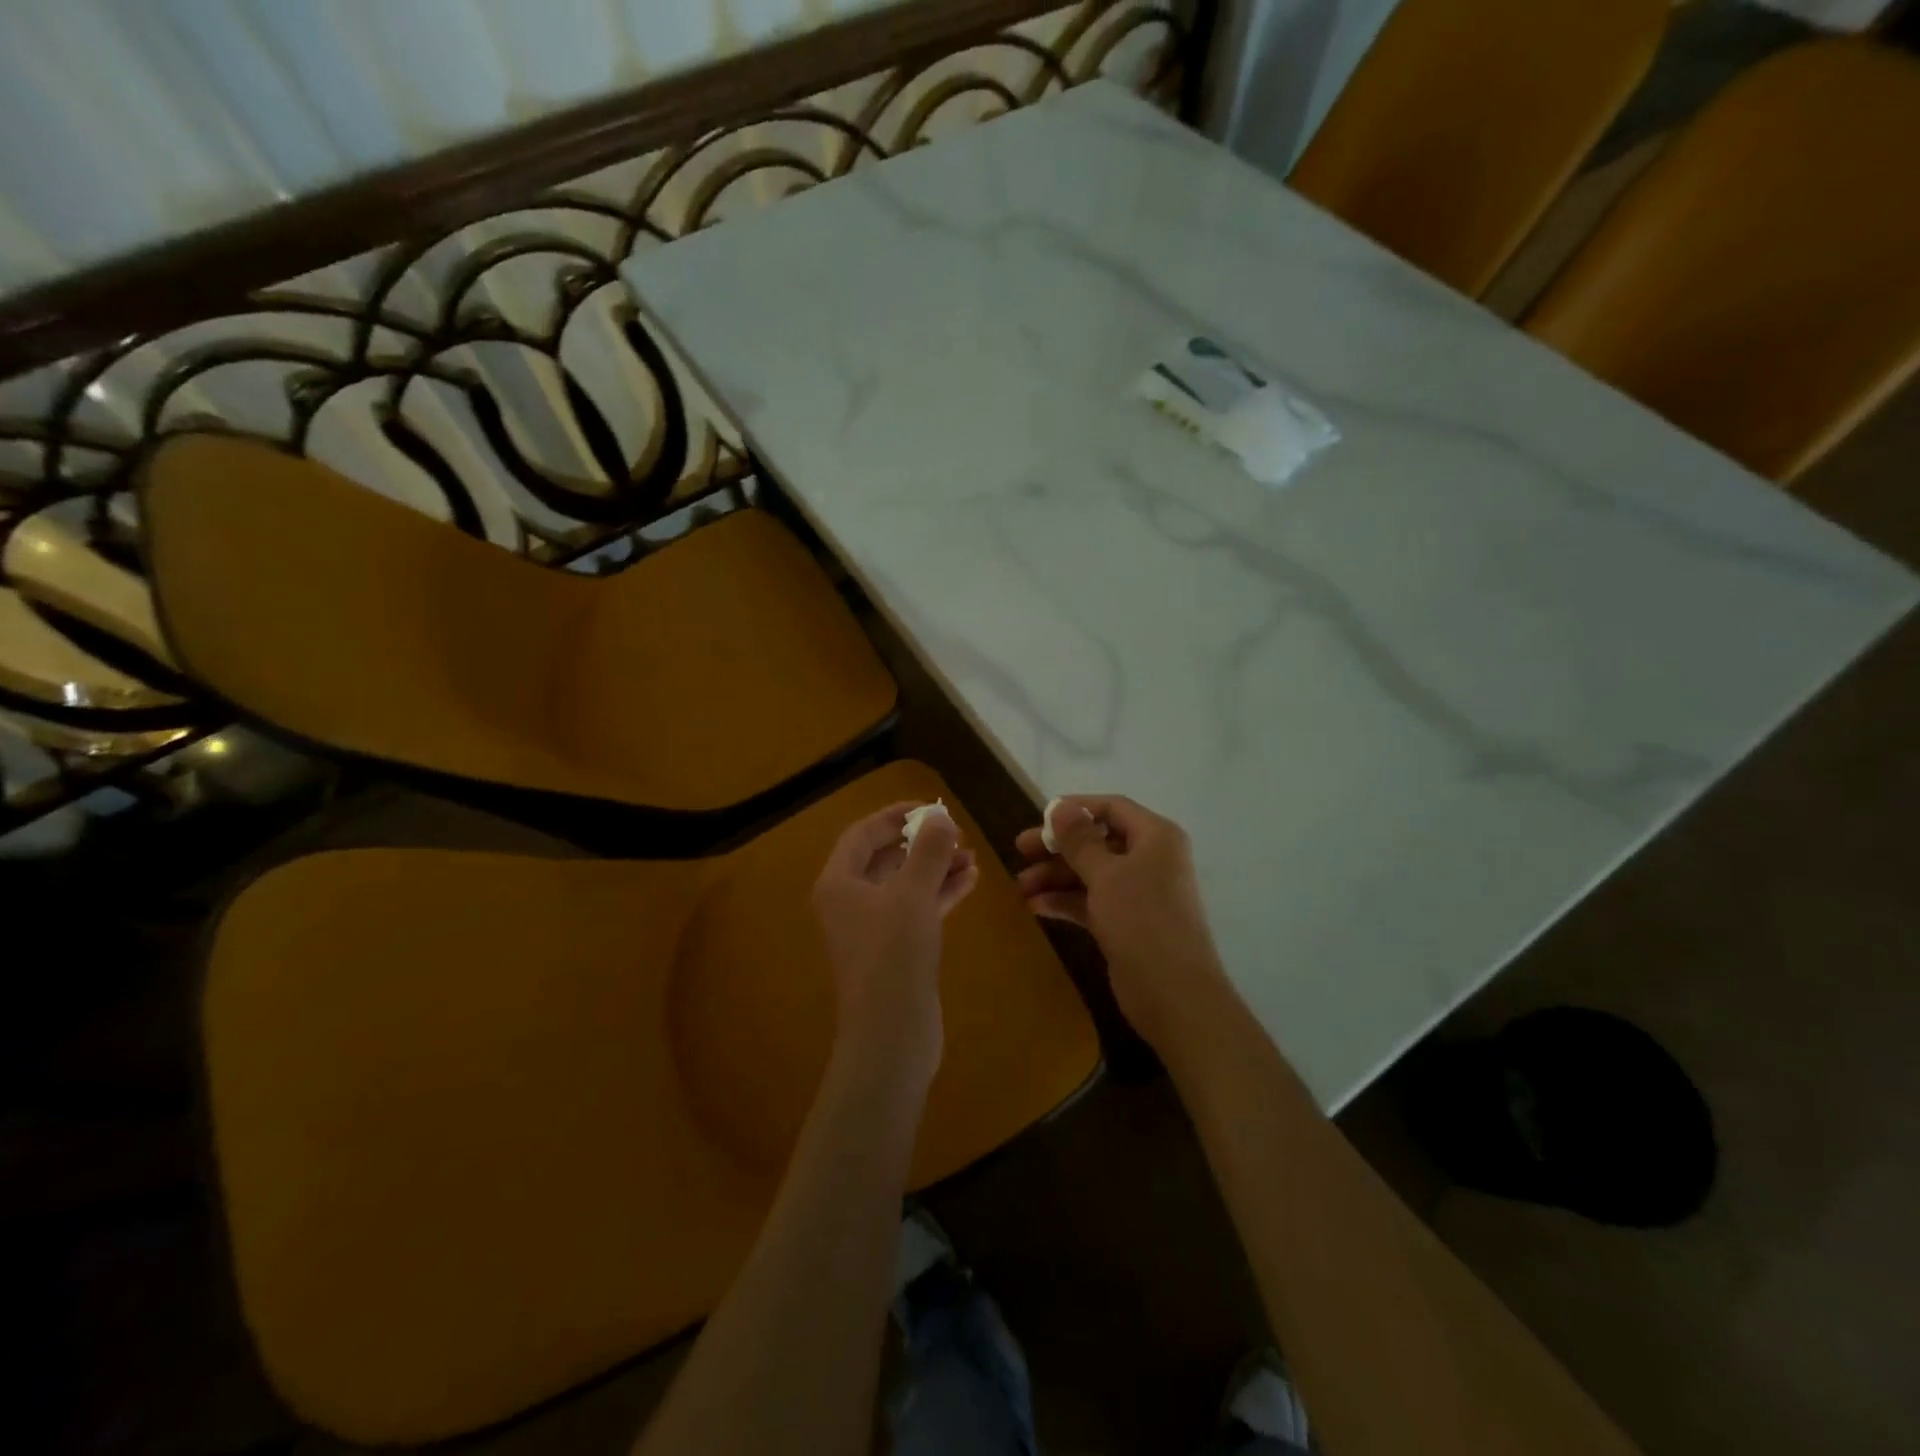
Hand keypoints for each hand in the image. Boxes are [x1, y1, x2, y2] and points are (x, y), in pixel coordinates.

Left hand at [812, 802, 978, 1085]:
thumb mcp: (913, 894)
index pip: (863, 834)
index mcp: (839, 883)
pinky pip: (916, 910)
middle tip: (956, 834)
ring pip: (904, 885)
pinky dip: (939, 894)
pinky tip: (970, 881)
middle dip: (921, 843)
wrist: (891, 1034)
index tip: (931, 808)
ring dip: (935, 868)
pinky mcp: (894, 951)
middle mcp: (849, 902)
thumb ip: (928, 851)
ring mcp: (871, 929)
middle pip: (885, 859)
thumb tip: (940, 817)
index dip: (895, 816)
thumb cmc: (894, 954)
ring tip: (971, 856)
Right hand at [1015, 796, 1228, 1049]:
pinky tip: (1036, 907)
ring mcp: (1139, 893)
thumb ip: (1079, 840)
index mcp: (1155, 837)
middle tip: (1019, 850)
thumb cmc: (1142, 920)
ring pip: (1091, 873)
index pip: (1112, 808)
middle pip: (1097, 841)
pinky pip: (1092, 901)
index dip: (1075, 808)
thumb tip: (1060, 806)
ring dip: (1056, 876)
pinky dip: (1066, 901)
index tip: (1039, 817)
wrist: (1174, 995)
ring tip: (1020, 886)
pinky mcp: (1127, 923)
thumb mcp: (1105, 874)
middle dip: (1058, 847)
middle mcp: (1150, 859)